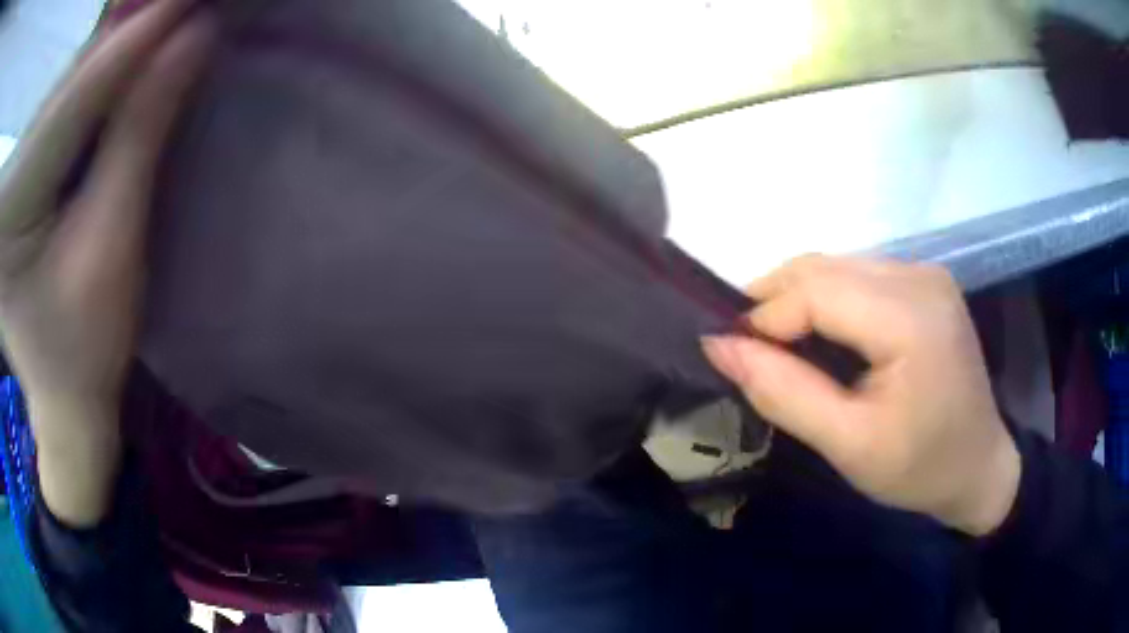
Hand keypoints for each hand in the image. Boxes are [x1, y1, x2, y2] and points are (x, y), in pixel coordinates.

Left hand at [0, 0, 215, 525]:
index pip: (73, 104)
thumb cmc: (84, 347)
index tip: (191, 0)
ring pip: (65, 85)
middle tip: (179, 2)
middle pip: (66, 85)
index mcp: (10, 215)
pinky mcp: (19, 174)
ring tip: (162, 15)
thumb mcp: (111, 249)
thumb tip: (191, 41)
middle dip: (124, 34)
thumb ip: (139, 137)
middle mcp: (10, 185)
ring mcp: (13, 177)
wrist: (60, 394)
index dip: (135, 42)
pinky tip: (128, 48)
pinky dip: (97, 72)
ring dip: (114, 45)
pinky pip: (59, 104)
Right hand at [702, 255, 1020, 535]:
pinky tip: (819, 332)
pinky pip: (860, 274)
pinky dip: (827, 298)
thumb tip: (720, 347)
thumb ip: (785, 394)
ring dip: (798, 297)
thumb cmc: (919, 467)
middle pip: (825, 266)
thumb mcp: (849, 446)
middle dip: (774, 299)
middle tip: (744, 345)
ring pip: (839, 265)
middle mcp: (919, 277)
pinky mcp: (926, 283)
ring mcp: (926, 274)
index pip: (817, 290)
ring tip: (775, 341)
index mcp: (911, 318)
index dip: (765, 315)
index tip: (730, 351)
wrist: (979, 466)